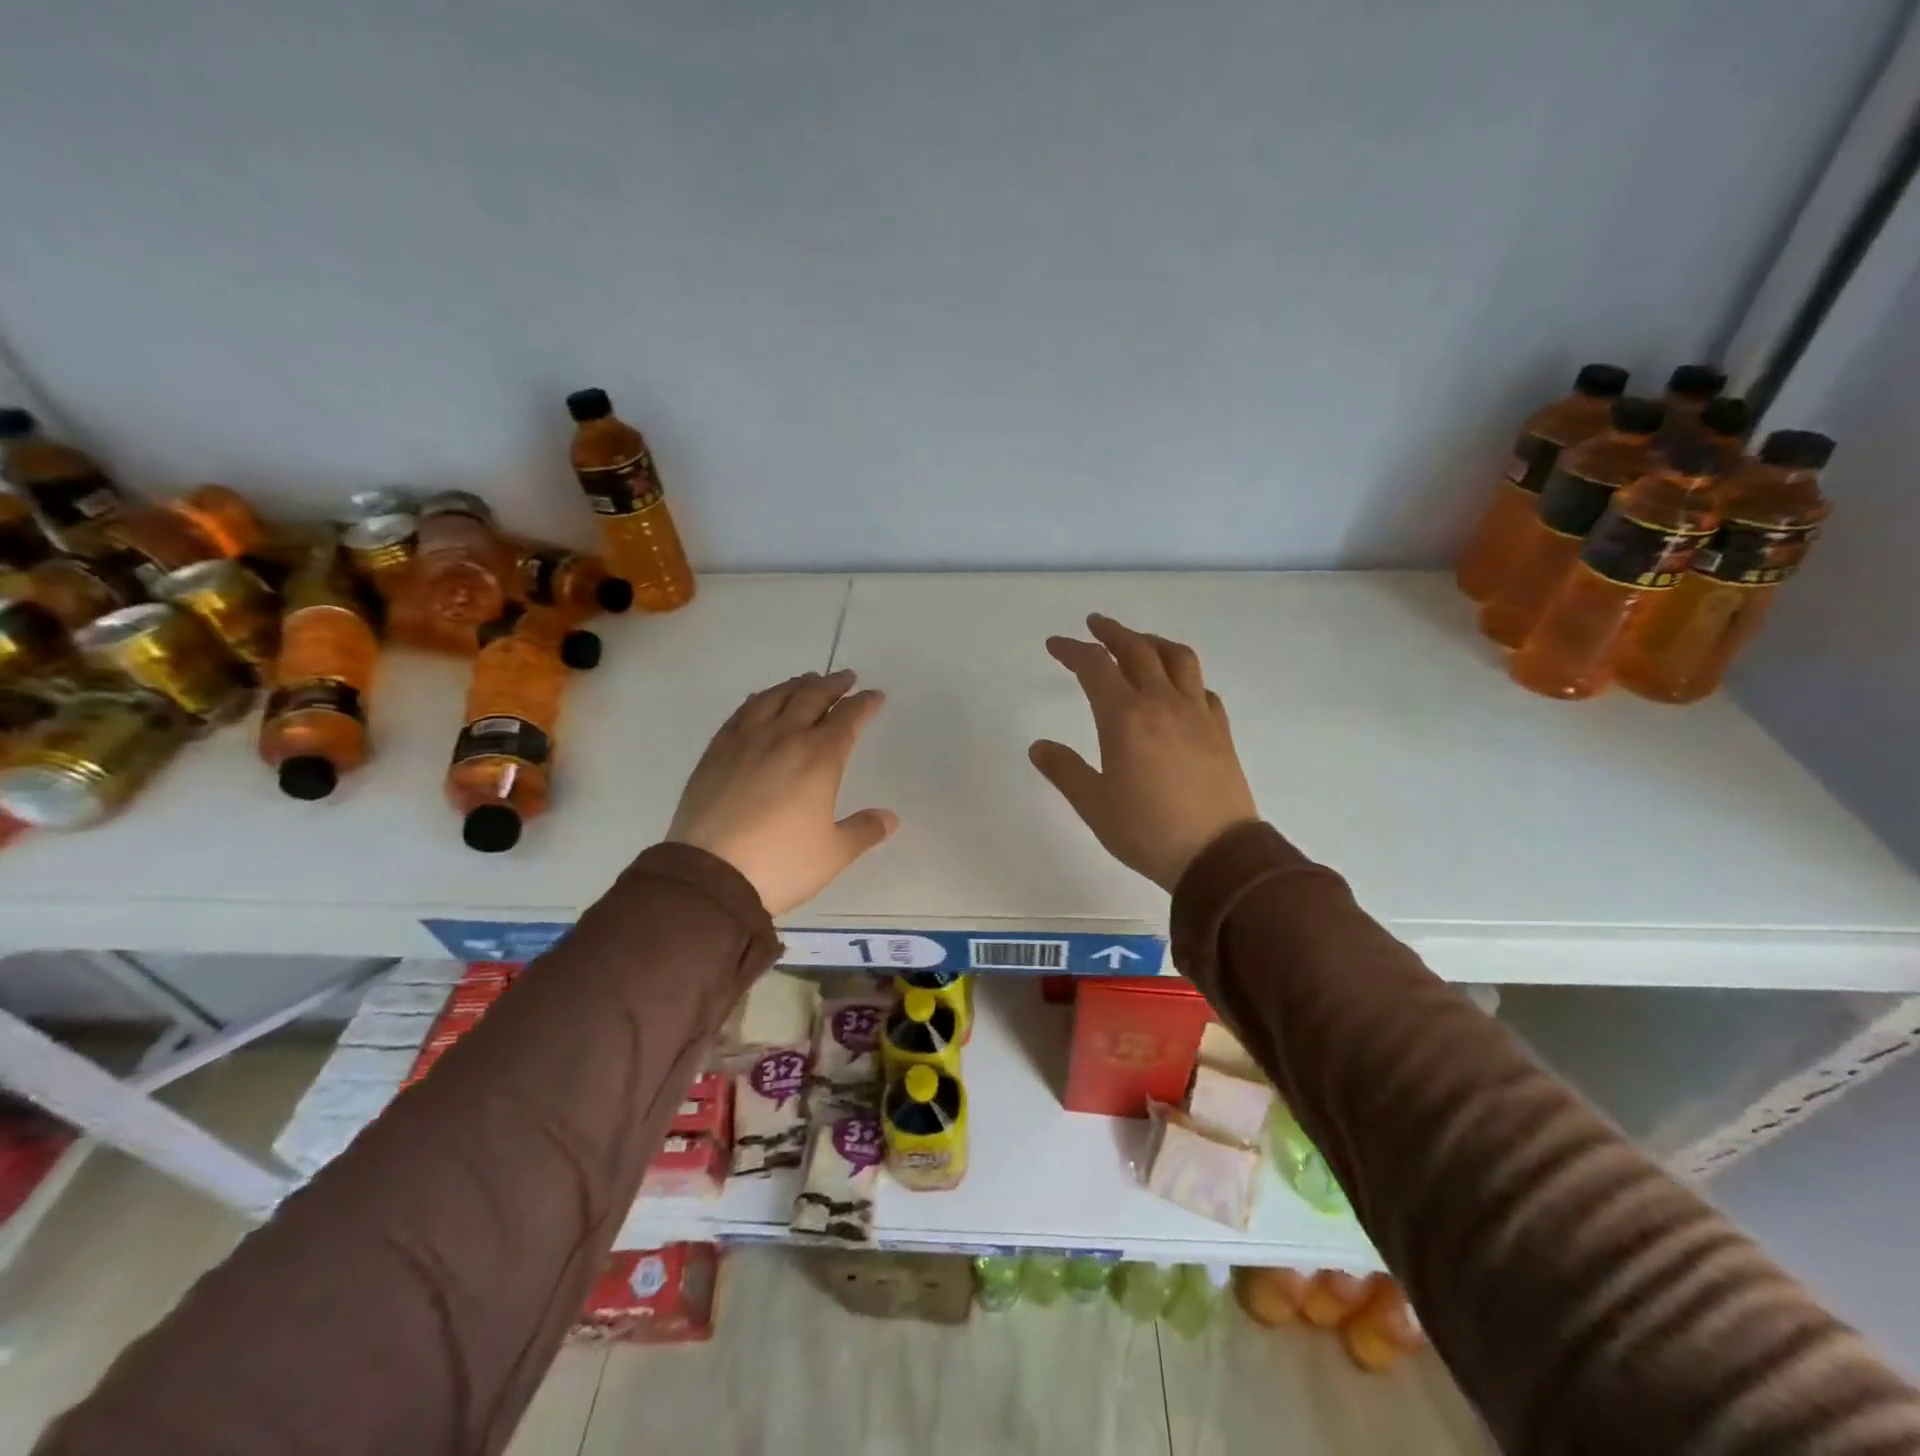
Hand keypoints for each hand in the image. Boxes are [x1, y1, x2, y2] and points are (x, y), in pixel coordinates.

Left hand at [668, 669, 897, 914]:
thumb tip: (889, 817)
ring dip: (796, 685)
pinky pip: (741, 713)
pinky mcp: (716, 752)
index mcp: (819, 758)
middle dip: (833, 685)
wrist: (709, 876)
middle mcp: (784, 738)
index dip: (864, 704)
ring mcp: (746, 741)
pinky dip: (758, 700)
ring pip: (775, 698)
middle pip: (812, 697)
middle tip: (846, 678)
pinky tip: (760, 700)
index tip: (875, 696)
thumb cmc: (781, 864)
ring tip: (807, 681)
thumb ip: (864, 830)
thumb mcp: (833, 853)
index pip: (848, 718)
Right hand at [1030, 614, 1258, 891]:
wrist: (1218, 855)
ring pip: (1177, 658)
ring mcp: (1197, 714)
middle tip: (1095, 624)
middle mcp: (1162, 703)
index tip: (1056, 644)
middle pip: (1137, 650)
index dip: (1072, 650)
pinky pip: (1202, 688)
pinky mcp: (1221, 730)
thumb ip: (1065, 770)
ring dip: (1153, 642)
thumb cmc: (1147, 830)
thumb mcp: (1093, 804)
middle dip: (1112, 632)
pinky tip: (1179, 689)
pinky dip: (1185, 677)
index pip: (1095, 667)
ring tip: (1139, 642)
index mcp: (1125, 717)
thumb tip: (1039, 747)